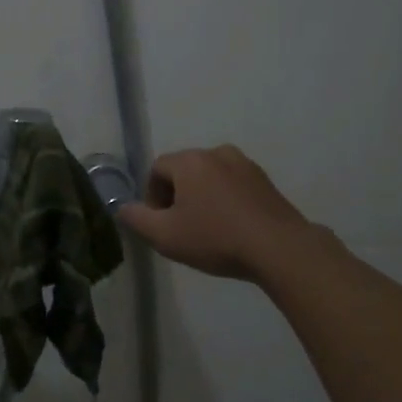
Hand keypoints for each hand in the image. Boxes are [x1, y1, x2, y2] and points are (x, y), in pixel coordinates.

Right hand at [117, 145, 318, 282]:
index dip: (151, 196)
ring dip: (202, 198)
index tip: (159, 223)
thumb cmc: (216, 238)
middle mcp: (217, 153)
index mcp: (190, 161)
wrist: (279, 248)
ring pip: (210, 177)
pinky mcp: (265, 181)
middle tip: (180, 228)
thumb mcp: (165, 236)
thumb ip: (136, 219)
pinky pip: (233, 185)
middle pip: (184, 170)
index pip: (157, 168)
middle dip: (176, 196)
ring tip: (207, 229)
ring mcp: (245, 165)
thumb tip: (122, 208)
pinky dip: (225, 201)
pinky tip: (231, 228)